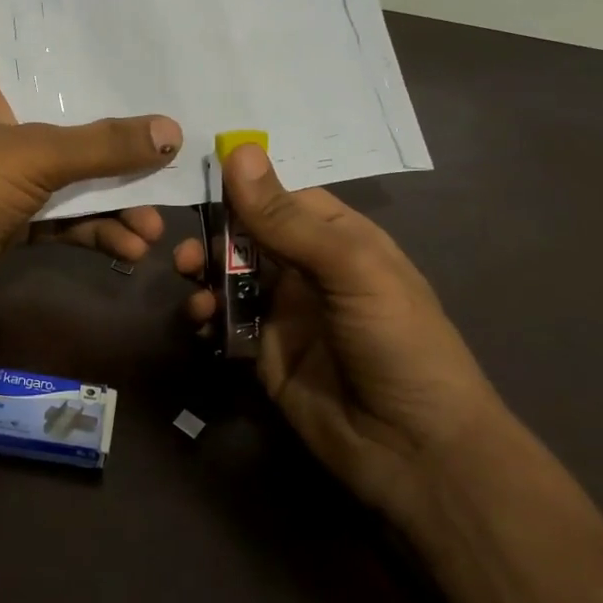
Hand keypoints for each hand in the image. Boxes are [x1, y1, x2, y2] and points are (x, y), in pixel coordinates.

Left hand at [0, 70, 181, 329]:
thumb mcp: (33, 157)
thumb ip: (103, 144)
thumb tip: (172, 130)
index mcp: (1, 93)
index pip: (70, 77)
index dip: (119, 86)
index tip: (170, 93)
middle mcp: (8, 131)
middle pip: (83, 135)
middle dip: (129, 161)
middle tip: (176, 174)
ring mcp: (10, 180)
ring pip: (78, 185)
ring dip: (117, 206)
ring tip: (154, 231)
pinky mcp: (14, 223)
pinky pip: (66, 221)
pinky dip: (96, 232)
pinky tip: (128, 248)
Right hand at [172, 144, 497, 516]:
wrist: (415, 451)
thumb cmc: (397, 343)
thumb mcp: (349, 269)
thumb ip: (287, 218)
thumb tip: (238, 151)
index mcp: (340, 239)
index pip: (282, 197)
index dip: (242, 188)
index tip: (196, 181)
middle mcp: (309, 270)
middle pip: (248, 235)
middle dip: (214, 236)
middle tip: (188, 253)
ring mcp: (285, 313)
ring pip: (230, 277)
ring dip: (204, 274)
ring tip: (190, 284)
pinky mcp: (264, 354)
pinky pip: (225, 322)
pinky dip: (206, 315)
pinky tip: (201, 320)